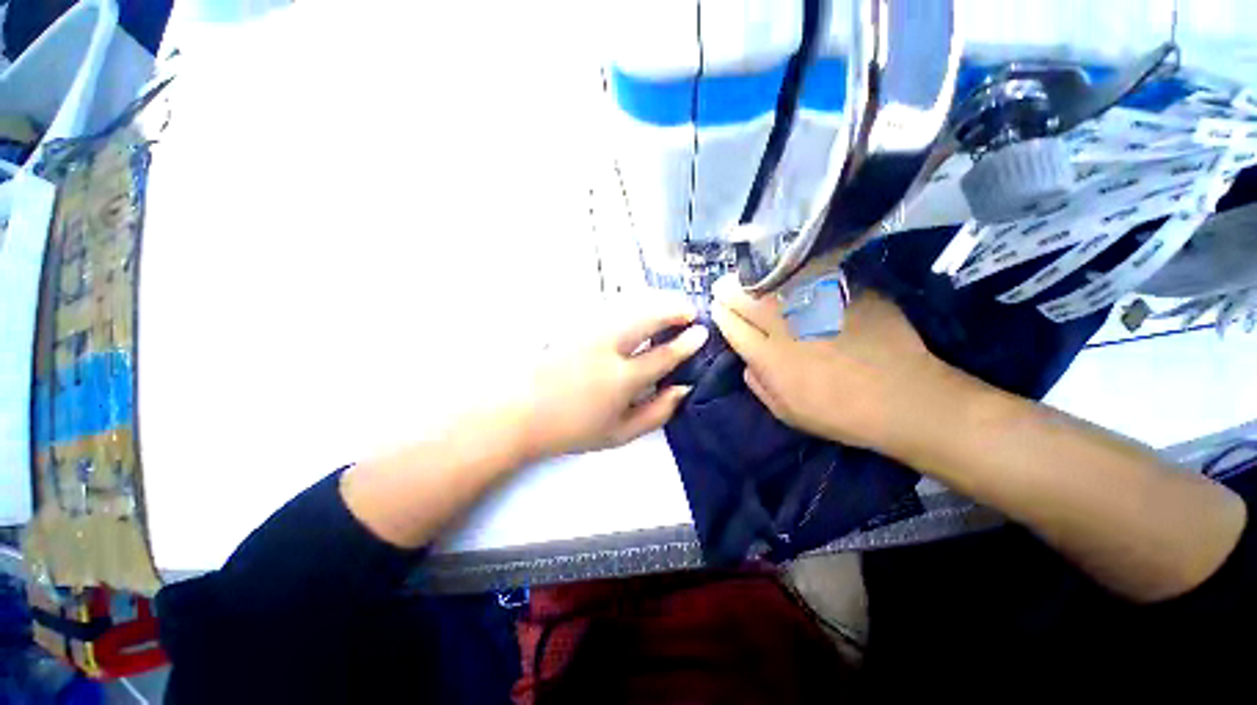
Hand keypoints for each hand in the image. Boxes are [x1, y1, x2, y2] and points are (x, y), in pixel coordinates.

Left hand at [517, 295, 708, 459]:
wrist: (520, 413)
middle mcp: (607, 349)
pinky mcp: (574, 323)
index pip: (664, 355)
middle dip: (674, 310)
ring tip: (669, 307)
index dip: (687, 342)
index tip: (701, 332)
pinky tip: (639, 310)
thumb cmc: (572, 429)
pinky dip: (632, 305)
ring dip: (655, 303)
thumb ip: (657, 413)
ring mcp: (588, 332)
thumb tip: (683, 390)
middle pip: (648, 319)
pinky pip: (611, 307)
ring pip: (630, 307)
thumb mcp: (620, 434)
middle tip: (690, 310)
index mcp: (622, 380)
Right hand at [710, 274, 953, 452]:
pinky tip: (786, 272)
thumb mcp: (787, 413)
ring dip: (754, 278)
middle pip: (747, 300)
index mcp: (770, 359)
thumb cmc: (841, 414)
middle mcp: (787, 328)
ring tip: (747, 276)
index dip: (721, 314)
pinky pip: (810, 277)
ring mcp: (817, 308)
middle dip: (729, 290)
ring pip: (774, 284)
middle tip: (724, 285)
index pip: (733, 327)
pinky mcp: (845, 295)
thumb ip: (759, 385)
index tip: (716, 307)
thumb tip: (746, 361)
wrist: (905, 399)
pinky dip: (792, 273)